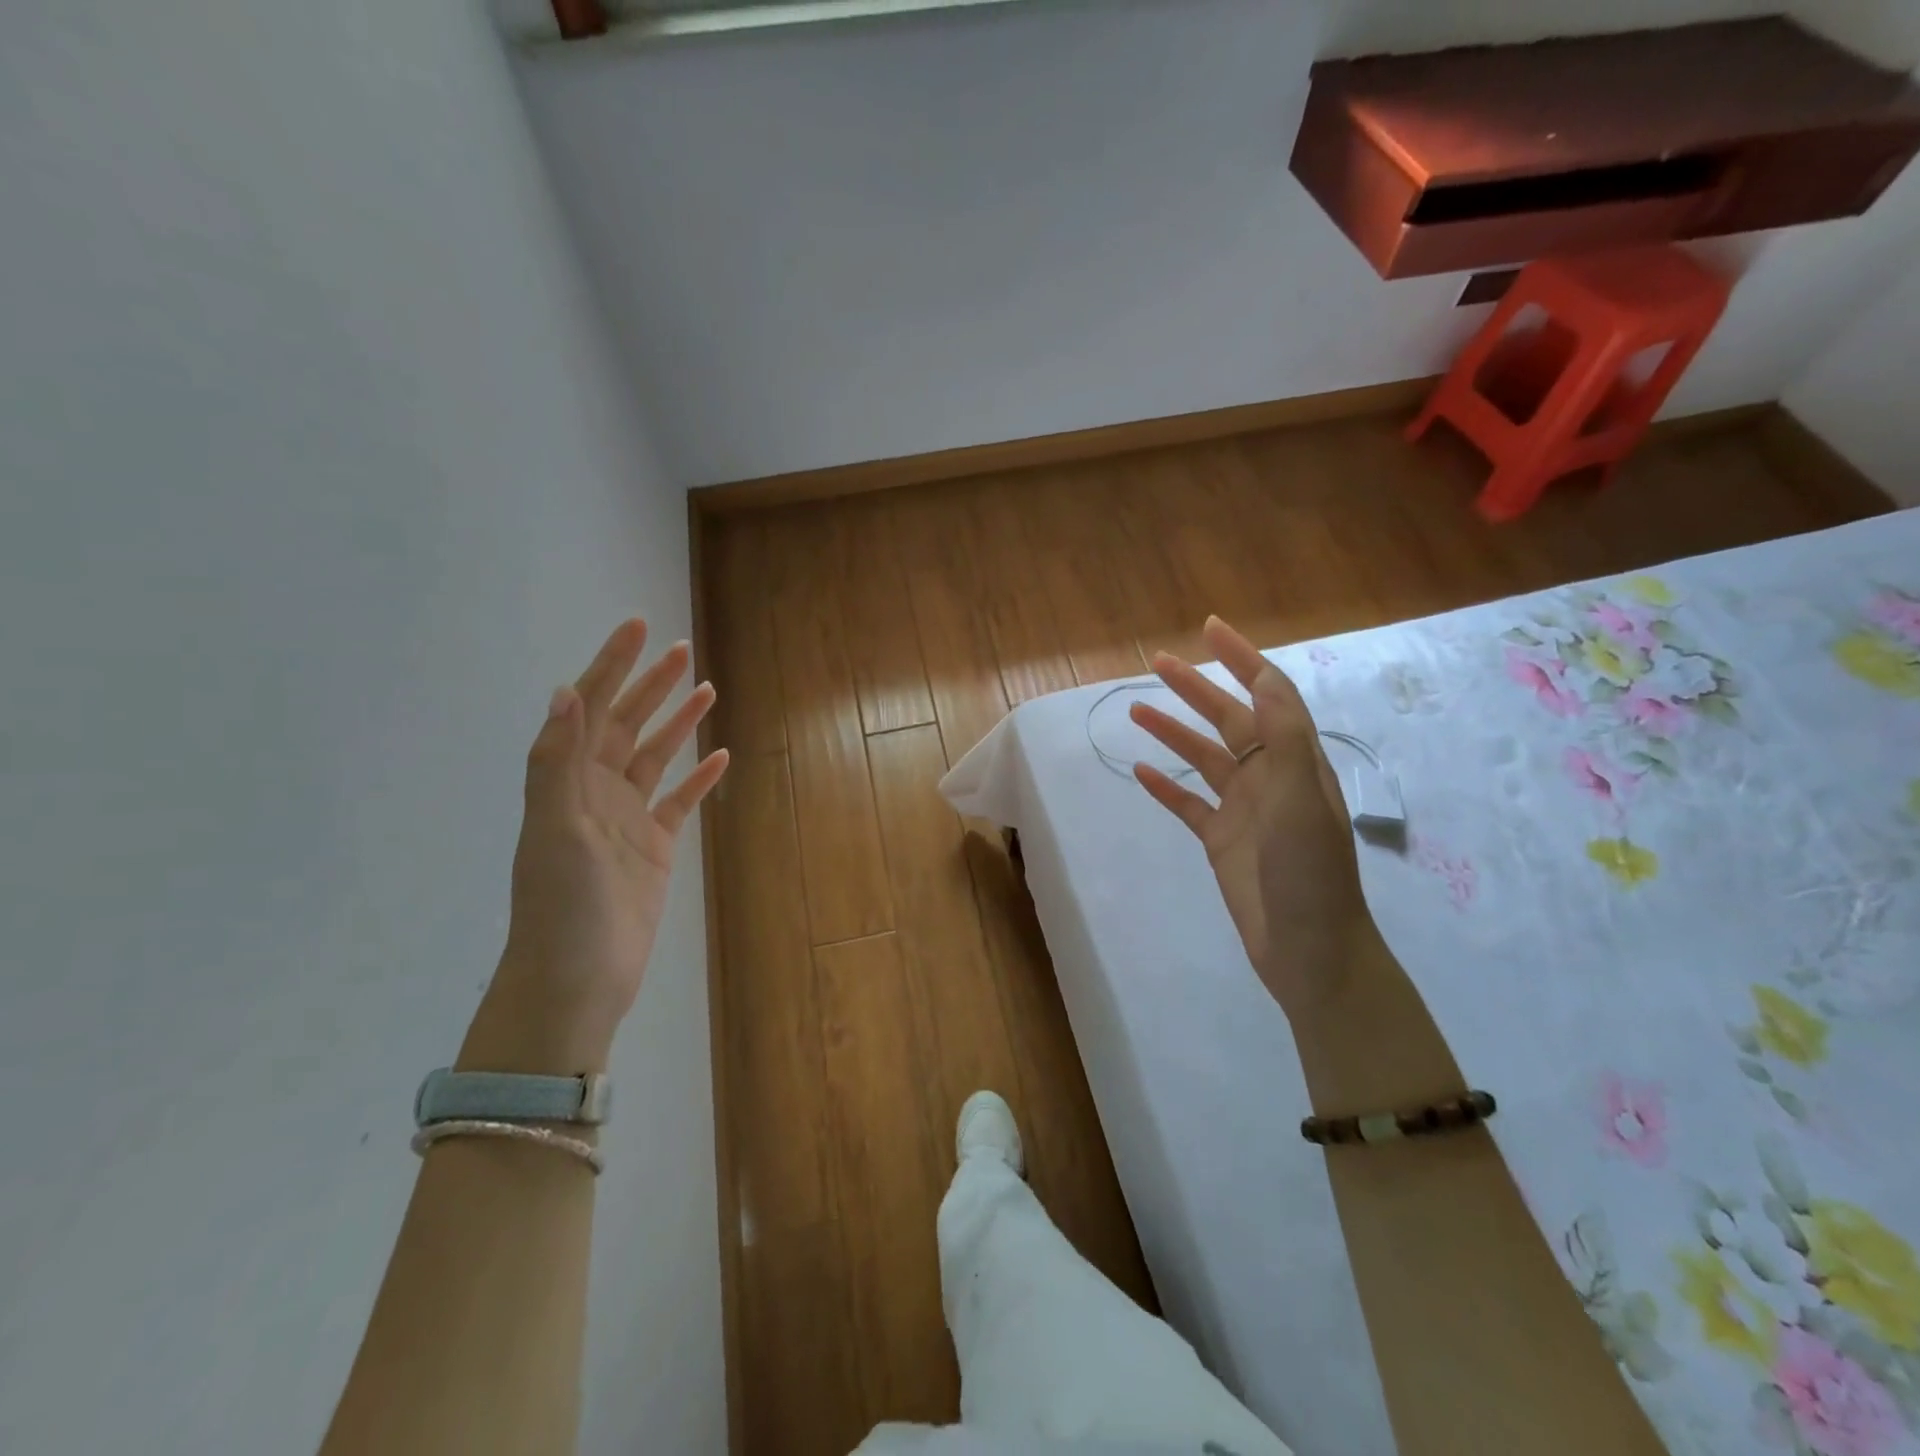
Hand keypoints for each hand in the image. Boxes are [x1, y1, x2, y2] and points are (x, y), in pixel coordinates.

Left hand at [460, 620, 728, 1074]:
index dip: (613, 665)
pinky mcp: (655, 847)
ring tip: (706, 689)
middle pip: (626, 724)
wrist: (578, 977)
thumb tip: (565, 691)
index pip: (591, 708)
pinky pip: (680, 802)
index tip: (639, 627)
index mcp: (567, 780)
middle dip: (651, 684)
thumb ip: (556, 761)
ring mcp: (627, 819)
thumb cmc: (562, 903)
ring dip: (678, 722)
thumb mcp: (554, 827)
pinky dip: (699, 778)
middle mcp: (595, 791)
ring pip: (656, 757)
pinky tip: (720, 756)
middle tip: (682, 649)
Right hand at [1129, 617, 1372, 1018]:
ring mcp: (1243, 811)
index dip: (1242, 659)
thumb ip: (1282, 740)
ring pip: (1204, 758)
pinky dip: (1165, 785)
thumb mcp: (1300, 801)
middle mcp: (1269, 778)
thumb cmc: (1308, 874)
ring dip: (1173, 732)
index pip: (1269, 695)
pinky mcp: (1221, 841)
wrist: (1309, 950)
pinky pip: (1187, 804)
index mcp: (1294, 762)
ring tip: (1136, 708)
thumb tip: (1265, 679)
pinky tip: (1140, 771)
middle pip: (1230, 720)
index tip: (1210, 629)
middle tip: (1159, 662)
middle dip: (1197, 688)